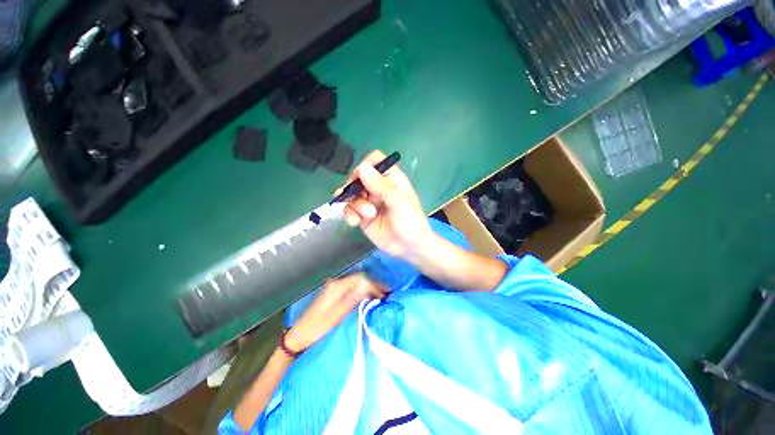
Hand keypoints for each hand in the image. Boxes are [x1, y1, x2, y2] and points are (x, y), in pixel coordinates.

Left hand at [285, 274, 387, 351]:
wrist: (298, 336)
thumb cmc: (316, 328)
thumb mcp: (335, 317)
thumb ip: (351, 300)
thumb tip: (367, 286)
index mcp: (336, 287)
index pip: (360, 279)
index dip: (374, 284)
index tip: (385, 293)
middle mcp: (336, 283)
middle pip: (359, 278)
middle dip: (374, 284)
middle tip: (386, 293)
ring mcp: (334, 286)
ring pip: (356, 282)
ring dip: (369, 286)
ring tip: (380, 294)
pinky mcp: (334, 292)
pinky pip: (352, 286)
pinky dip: (362, 290)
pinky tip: (368, 296)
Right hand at [339, 150, 433, 259]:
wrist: (409, 248)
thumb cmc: (410, 222)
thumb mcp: (399, 203)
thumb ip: (381, 186)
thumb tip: (362, 167)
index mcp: (391, 179)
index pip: (374, 161)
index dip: (365, 166)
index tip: (362, 179)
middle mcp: (378, 187)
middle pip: (357, 176)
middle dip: (355, 187)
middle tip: (361, 198)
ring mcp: (369, 201)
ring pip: (350, 193)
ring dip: (355, 204)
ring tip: (367, 215)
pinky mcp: (362, 215)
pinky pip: (348, 208)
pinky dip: (348, 214)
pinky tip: (354, 222)